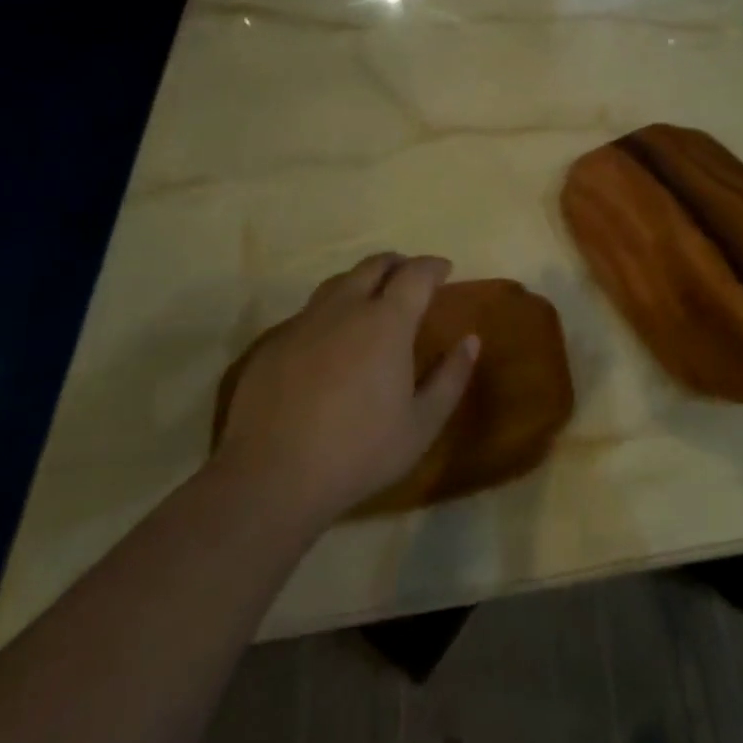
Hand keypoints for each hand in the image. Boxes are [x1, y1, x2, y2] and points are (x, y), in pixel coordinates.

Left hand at [213, 253, 477, 526]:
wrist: (271, 478)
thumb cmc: (359, 451)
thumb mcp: (422, 424)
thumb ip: (451, 378)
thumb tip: (471, 341)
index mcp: (387, 321)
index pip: (416, 274)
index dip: (433, 266)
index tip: (445, 270)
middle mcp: (345, 308)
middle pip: (374, 265)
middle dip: (398, 264)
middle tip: (411, 277)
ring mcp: (304, 322)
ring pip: (338, 283)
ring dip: (362, 281)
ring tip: (372, 300)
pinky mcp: (274, 343)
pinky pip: (309, 312)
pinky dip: (331, 312)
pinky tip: (332, 340)